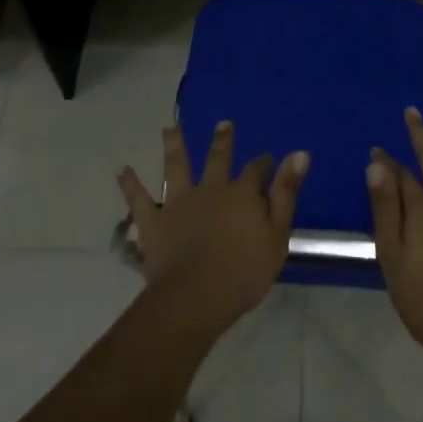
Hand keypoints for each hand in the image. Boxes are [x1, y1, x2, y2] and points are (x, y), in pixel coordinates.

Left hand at [119, 122, 308, 338]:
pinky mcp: (154, 221)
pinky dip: (130, 184)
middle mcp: (210, 189)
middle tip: (223, 123)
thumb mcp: (277, 235)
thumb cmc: (244, 272)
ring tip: (169, 128)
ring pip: (176, 166)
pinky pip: (139, 199)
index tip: (267, 158)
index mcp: (242, 194)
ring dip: (173, 145)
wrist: (195, 297)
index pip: (257, 171)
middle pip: (217, 158)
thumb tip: (299, 153)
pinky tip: (123, 169)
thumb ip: (286, 193)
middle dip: (222, 140)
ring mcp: (179, 202)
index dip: (264, 164)